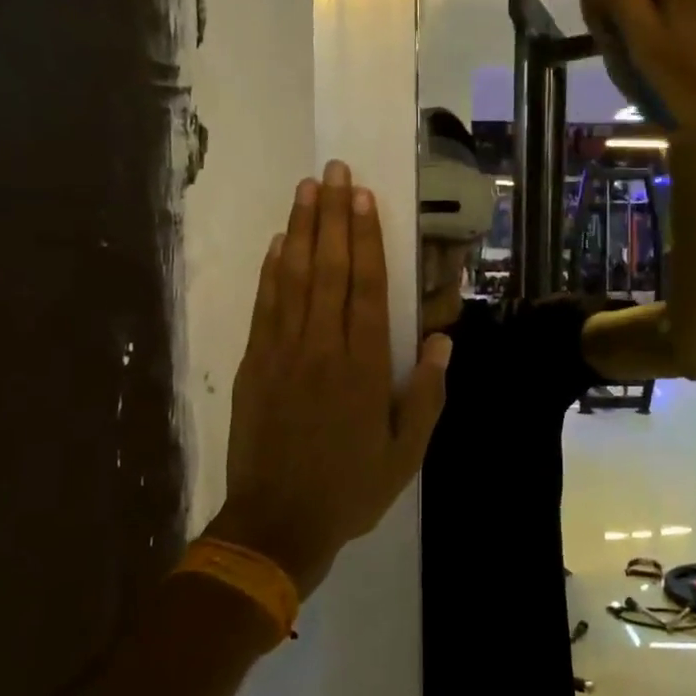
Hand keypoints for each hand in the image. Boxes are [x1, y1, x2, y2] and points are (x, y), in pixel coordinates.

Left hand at [211, 160, 450, 595]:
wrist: (276, 523)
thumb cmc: (349, 487)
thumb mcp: (405, 453)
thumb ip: (425, 394)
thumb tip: (441, 341)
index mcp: (363, 366)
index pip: (366, 286)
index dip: (365, 237)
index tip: (362, 196)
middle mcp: (321, 347)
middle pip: (328, 268)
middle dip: (332, 216)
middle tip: (335, 172)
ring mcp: (281, 352)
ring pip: (293, 277)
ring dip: (300, 230)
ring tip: (306, 190)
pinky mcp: (253, 364)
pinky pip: (264, 306)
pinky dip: (271, 271)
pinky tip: (278, 244)